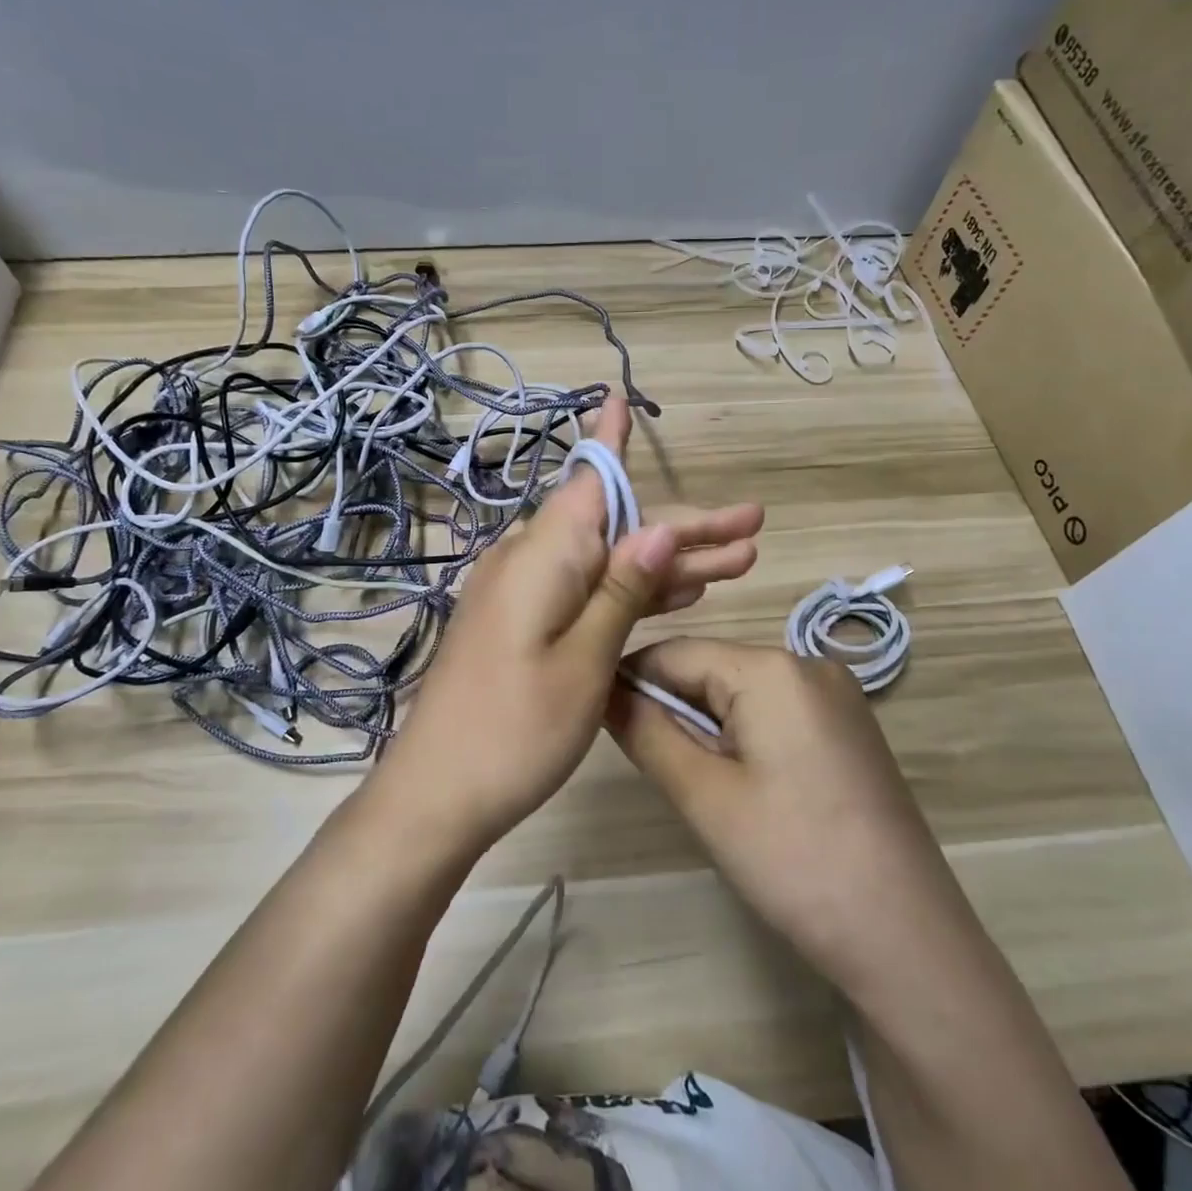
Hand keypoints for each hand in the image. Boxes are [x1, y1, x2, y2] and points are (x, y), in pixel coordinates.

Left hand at [371, 399, 763, 855]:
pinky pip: (585, 592)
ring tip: (738, 563)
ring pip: (606, 562)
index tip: (624, 397)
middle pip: (614, 527)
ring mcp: (523, 595)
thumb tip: (657, 527)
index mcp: (545, 556)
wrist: (438, 793)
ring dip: (666, 563)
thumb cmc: (515, 729)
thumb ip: (621, 590)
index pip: (591, 482)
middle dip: (683, 529)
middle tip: (753, 529)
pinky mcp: (522, 625)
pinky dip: (629, 592)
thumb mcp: (584, 659)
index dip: (613, 442)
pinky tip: (675, 595)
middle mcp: (530, 562)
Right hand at [606, 639, 938, 997]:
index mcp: (772, 669)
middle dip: (670, 707)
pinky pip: (774, 712)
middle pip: (710, 668)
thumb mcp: (704, 796)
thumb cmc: (794, 860)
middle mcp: (808, 664)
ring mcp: (836, 697)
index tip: (596, 718)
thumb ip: (646, 732)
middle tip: (649, 765)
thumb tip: (604, 691)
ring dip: (704, 724)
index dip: (629, 681)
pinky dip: (741, 735)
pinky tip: (741, 784)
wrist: (908, 940)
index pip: (675, 652)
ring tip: (696, 782)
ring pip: (740, 692)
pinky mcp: (848, 729)